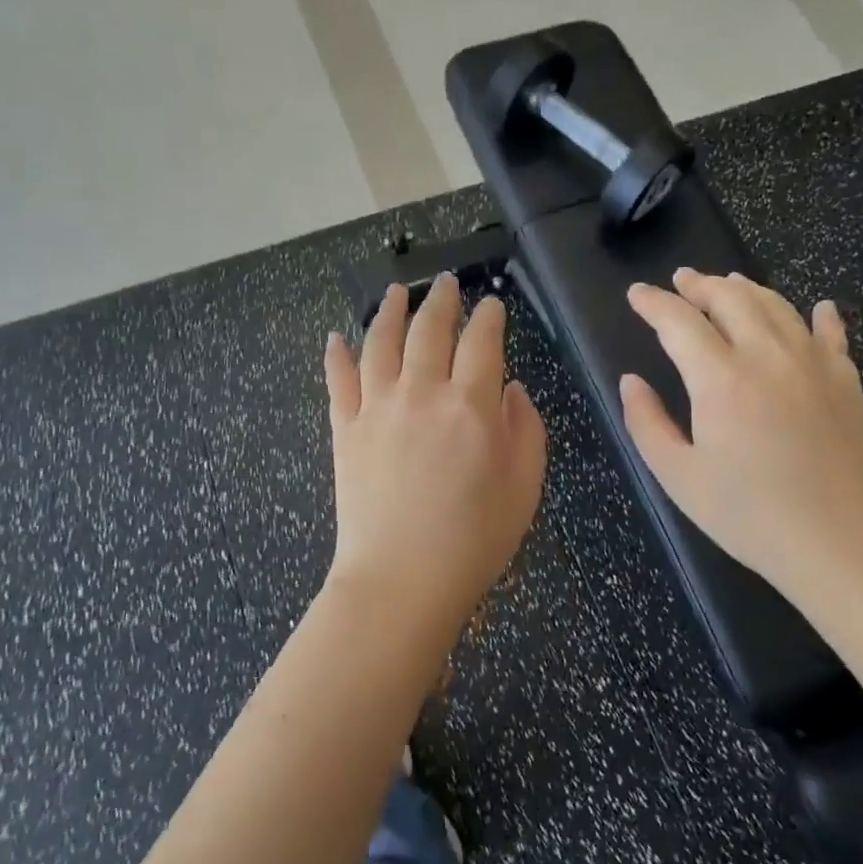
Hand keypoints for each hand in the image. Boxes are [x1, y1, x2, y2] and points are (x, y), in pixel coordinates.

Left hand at [322, 275, 546, 634]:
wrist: (401, 582)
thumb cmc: (473, 541)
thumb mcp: (524, 488)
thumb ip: (525, 430)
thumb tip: (512, 390)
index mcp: (470, 406)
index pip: (482, 341)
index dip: (488, 316)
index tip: (491, 304)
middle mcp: (421, 393)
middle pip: (429, 329)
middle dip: (441, 299)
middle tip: (445, 281)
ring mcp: (377, 407)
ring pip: (380, 341)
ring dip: (390, 310)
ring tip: (396, 291)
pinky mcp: (345, 428)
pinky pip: (339, 379)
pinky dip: (337, 354)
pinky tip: (337, 336)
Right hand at [619, 269, 862, 603]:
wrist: (844, 545)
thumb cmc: (750, 516)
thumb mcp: (679, 476)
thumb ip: (646, 422)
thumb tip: (630, 381)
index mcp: (720, 379)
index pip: (678, 321)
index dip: (653, 302)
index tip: (636, 294)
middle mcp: (767, 356)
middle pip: (730, 298)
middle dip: (699, 284)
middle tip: (680, 280)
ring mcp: (813, 364)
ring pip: (776, 305)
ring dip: (746, 288)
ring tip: (728, 283)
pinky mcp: (847, 381)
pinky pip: (831, 333)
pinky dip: (819, 315)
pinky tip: (818, 308)